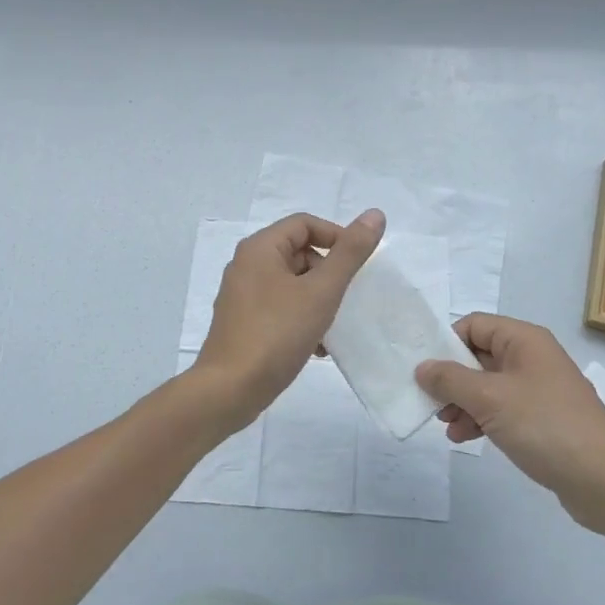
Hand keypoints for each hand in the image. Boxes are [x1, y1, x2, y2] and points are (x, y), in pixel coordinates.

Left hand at [193, 209, 384, 425]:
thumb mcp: (321, 291)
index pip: (305, 224)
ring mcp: (242, 295)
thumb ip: (350, 253)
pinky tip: (318, 347)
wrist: (230, 390)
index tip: (358, 264)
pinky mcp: (243, 322)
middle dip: (327, 273)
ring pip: (291, 284)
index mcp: (260, 248)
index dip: (336, 237)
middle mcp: (246, 265)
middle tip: (345, 298)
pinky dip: (301, 318)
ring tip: (334, 326)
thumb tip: (375, 214)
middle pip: (298, 252)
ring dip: (318, 300)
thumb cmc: (276, 333)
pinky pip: (280, 308)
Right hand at [417, 314, 604, 532]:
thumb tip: (422, 366)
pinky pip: (502, 409)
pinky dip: (481, 419)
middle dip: (452, 379)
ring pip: (488, 386)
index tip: (425, 371)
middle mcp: (532, 358)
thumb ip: (450, 380)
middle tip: (431, 403)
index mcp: (524, 340)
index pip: (474, 325)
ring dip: (463, 403)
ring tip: (447, 427)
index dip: (447, 343)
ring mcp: (539, 390)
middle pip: (479, 356)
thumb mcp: (490, 398)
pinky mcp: (543, 420)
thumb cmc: (546, 426)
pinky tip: (465, 439)